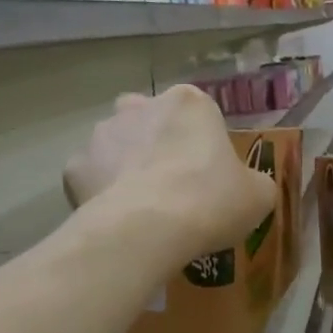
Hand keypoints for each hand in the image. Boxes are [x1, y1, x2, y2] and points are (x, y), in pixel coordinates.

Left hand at [64, 85, 278, 257]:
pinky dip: (99, 194)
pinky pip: (90, 178)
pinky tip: (115, 219)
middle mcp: (140, 106)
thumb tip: (248, 188)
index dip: (202, 143)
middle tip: (172, 185)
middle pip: (150, 120)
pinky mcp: (74, 167)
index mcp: (189, 103)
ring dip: (125, 166)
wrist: (149, 229)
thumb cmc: (210, 201)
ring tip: (141, 207)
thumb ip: (253, 183)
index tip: (207, 175)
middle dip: (156, 143)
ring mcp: (102, 133)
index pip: (197, 113)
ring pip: (115, 145)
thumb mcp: (257, 196)